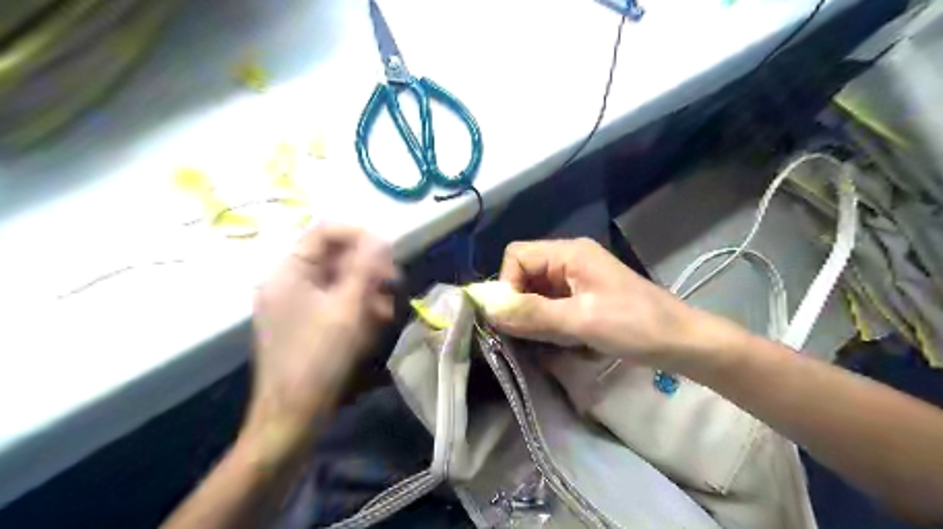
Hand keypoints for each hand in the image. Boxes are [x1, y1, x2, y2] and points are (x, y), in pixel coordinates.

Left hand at [249, 225, 394, 431]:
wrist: (293, 416)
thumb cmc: (320, 359)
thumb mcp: (348, 309)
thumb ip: (365, 268)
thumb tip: (380, 238)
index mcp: (289, 272)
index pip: (325, 231)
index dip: (360, 236)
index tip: (389, 255)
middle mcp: (287, 281)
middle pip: (334, 256)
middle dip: (368, 269)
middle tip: (393, 285)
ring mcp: (294, 303)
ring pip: (338, 280)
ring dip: (366, 290)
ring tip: (385, 312)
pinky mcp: (303, 322)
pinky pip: (334, 301)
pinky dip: (356, 307)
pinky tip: (373, 324)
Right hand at [490, 237, 740, 368]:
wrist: (681, 342)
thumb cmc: (636, 326)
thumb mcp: (581, 320)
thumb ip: (533, 313)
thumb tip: (489, 309)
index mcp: (569, 253)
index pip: (517, 256)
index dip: (507, 284)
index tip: (513, 317)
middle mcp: (569, 260)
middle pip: (524, 274)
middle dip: (520, 303)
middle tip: (530, 334)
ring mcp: (576, 279)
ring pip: (536, 292)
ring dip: (535, 316)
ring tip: (552, 339)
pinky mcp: (583, 297)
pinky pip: (551, 305)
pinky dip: (549, 323)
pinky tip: (564, 340)